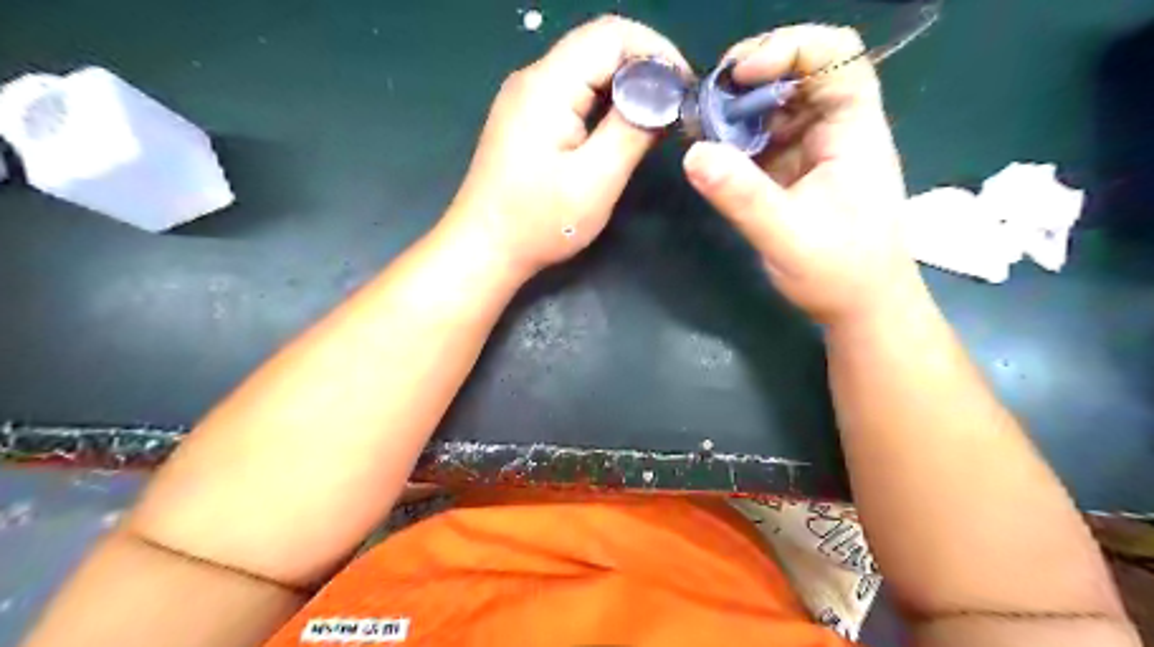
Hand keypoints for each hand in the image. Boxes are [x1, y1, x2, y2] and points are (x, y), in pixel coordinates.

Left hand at [444, 18, 686, 274]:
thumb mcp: (595, 181)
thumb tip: (662, 99)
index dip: (656, 51)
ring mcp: (526, 98)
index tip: (684, 88)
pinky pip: (574, 92)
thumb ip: (631, 132)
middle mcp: (533, 80)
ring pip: (587, 69)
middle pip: (598, 46)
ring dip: (626, 86)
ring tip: (656, 118)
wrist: (483, 248)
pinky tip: (622, 128)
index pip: (611, 35)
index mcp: (547, 86)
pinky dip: (605, 102)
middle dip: (645, 68)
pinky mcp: (527, 118)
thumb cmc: (537, 223)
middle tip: (675, 107)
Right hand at [684, 26, 919, 324]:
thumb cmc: (839, 271)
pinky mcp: (792, 171)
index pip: (837, 57)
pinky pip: (761, 138)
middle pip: (799, 73)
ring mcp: (812, 150)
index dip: (790, 49)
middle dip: (751, 77)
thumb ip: (742, 195)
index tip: (742, 75)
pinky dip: (734, 137)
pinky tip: (709, 148)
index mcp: (853, 131)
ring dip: (737, 107)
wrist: (858, 307)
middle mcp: (834, 130)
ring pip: (775, 106)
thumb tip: (692, 154)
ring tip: (699, 123)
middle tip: (706, 100)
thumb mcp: (787, 235)